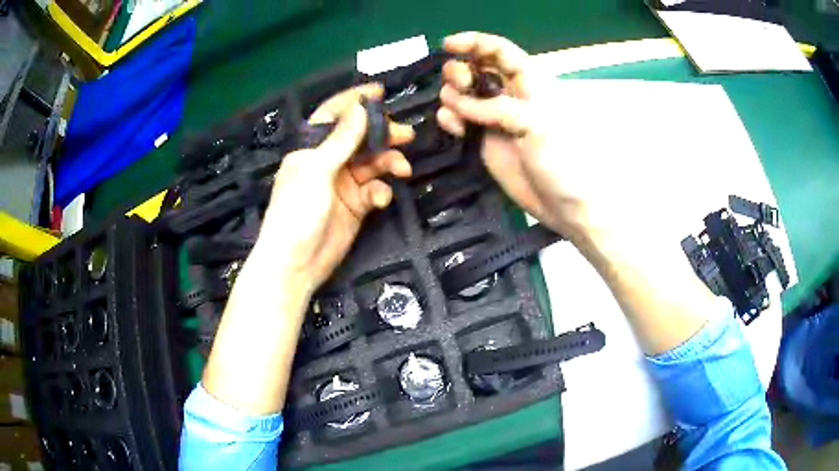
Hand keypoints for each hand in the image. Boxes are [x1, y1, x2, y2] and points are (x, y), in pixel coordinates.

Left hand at [254, 84, 414, 292]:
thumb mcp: (317, 171)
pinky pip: (374, 190)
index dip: (354, 102)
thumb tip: (361, 108)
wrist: (296, 263)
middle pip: (359, 138)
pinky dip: (381, 192)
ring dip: (388, 162)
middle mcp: (328, 161)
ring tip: (402, 168)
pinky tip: (381, 200)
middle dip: (382, 134)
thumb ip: (341, 140)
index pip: (333, 115)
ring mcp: (343, 184)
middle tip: (405, 134)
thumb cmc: (296, 212)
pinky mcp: (356, 205)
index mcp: (311, 148)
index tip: (379, 92)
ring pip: (372, 163)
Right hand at [436, 32, 598, 241]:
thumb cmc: (561, 161)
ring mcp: (493, 118)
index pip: (500, 51)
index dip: (474, 42)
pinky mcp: (482, 139)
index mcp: (529, 83)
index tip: (448, 44)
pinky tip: (454, 128)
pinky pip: (458, 119)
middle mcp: (509, 95)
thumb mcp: (536, 125)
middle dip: (460, 71)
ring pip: (462, 93)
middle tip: (459, 87)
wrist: (562, 205)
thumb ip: (498, 108)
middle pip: (475, 67)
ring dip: (453, 96)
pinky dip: (450, 118)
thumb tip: (458, 103)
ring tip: (456, 114)